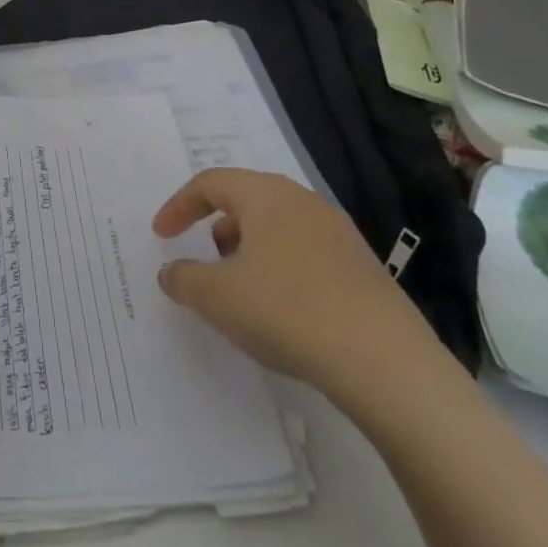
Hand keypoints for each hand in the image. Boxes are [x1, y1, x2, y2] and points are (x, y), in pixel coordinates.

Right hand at [152, 168, 440, 403]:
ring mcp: (339, 234)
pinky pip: (305, 253)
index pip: (210, 183)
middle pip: (247, 200)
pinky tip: (281, 311)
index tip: (161, 236)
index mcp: (266, 195)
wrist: (386, 363)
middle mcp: (304, 202)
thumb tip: (172, 272)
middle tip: (203, 259)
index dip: (178, 206)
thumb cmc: (287, 311)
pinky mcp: (363, 268)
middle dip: (216, 226)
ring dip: (248, 250)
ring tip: (240, 290)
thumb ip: (182, 278)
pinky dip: (280, 269)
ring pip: (278, 227)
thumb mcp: (215, 297)